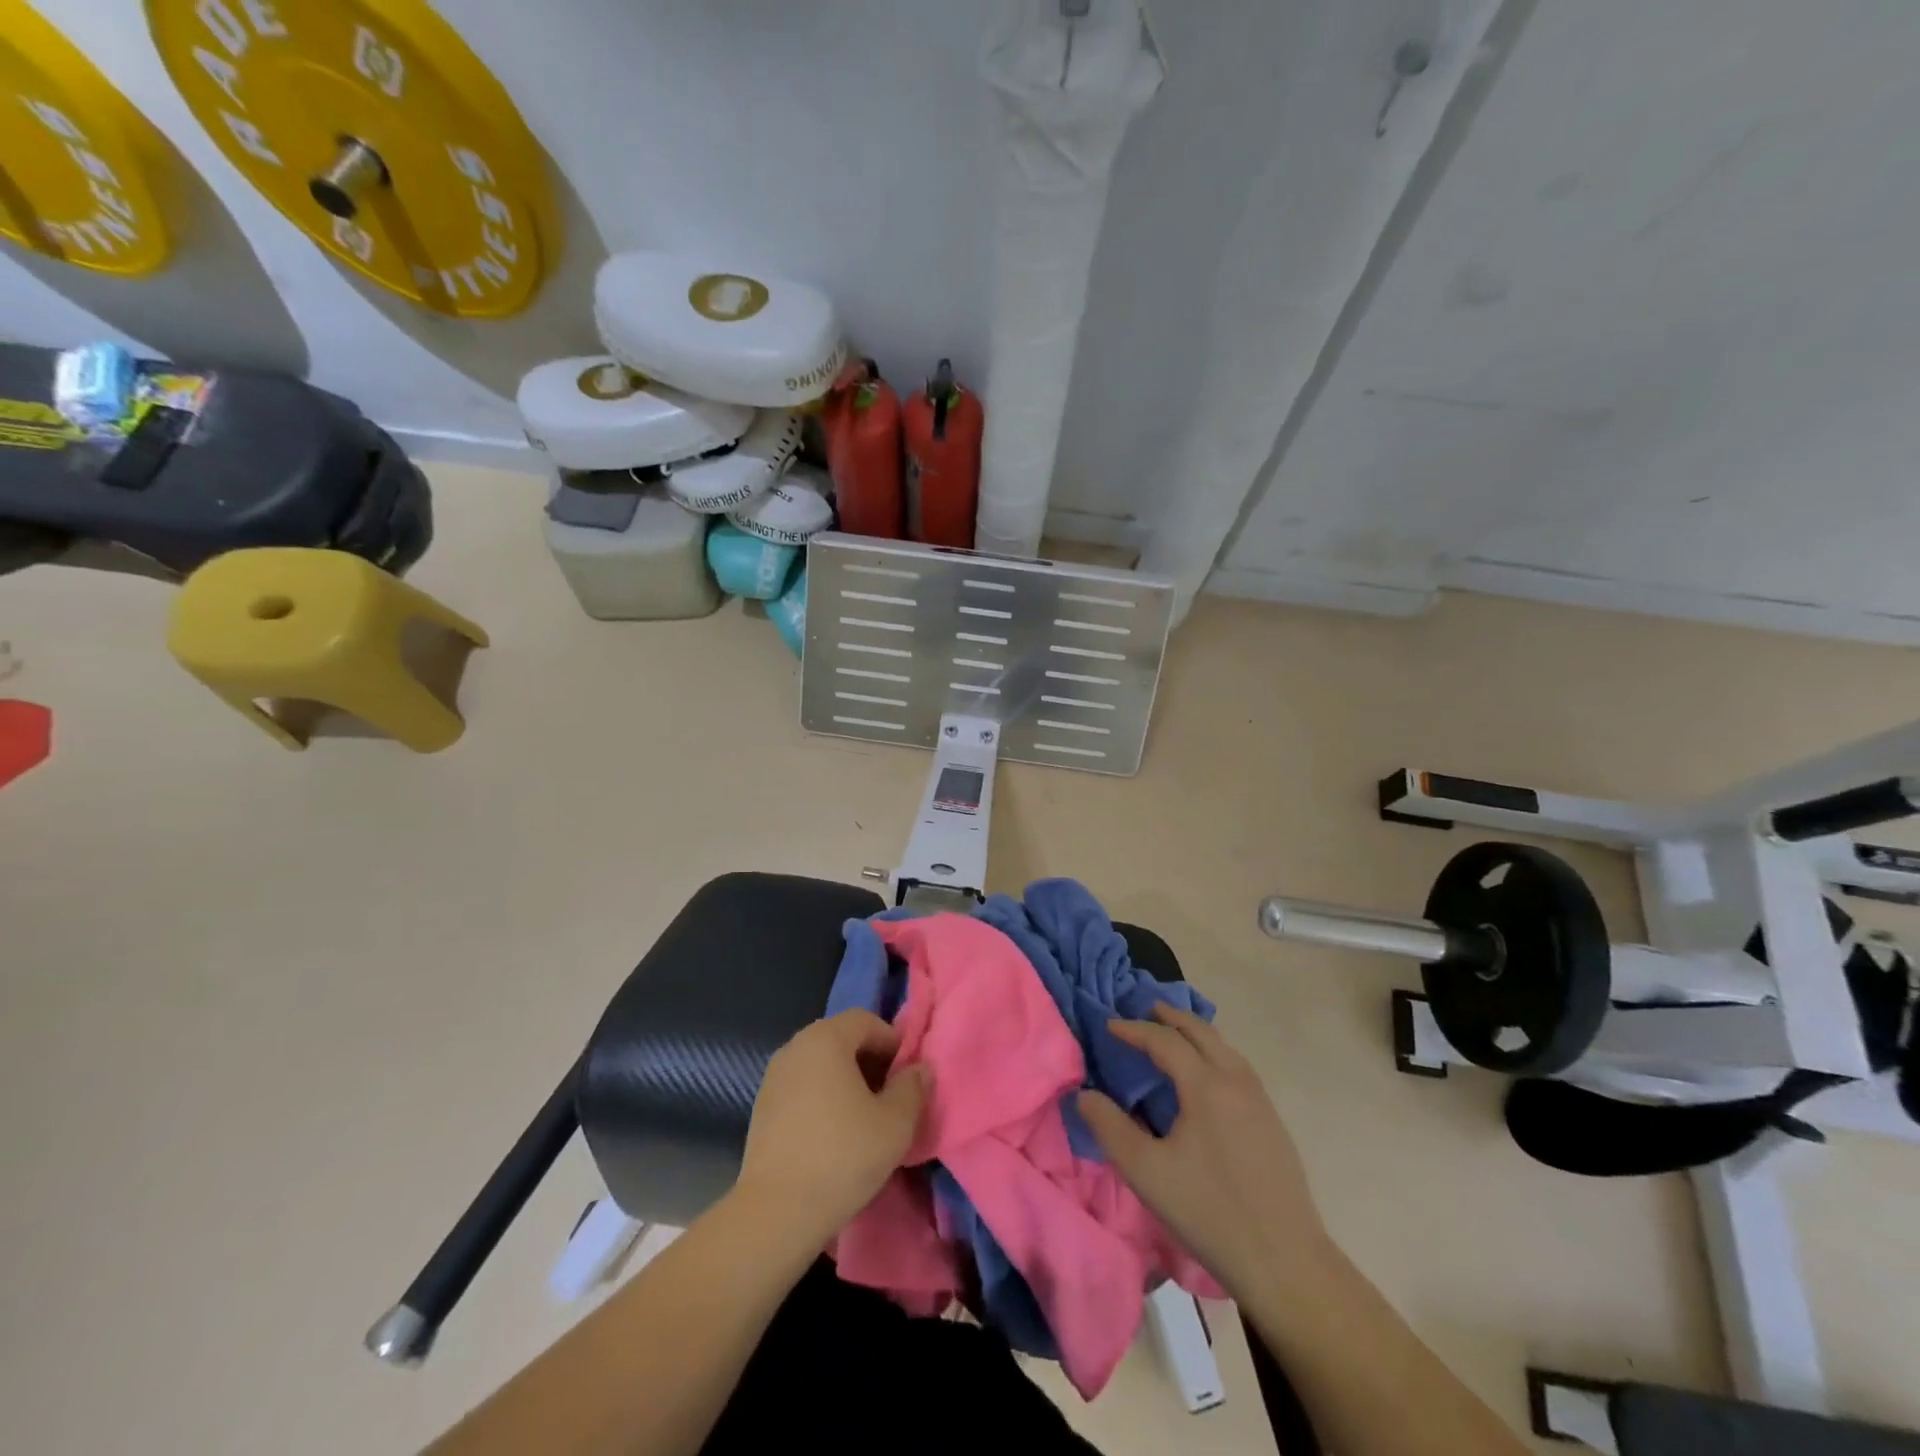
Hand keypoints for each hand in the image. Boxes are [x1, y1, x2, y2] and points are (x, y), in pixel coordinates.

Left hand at [736, 1010, 929, 1249]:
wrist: (776, 1213)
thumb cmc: (843, 1156)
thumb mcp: (896, 1123)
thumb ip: (913, 1087)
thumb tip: (919, 1069)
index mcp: (826, 1038)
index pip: (866, 1021)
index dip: (892, 1042)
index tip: (907, 1076)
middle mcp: (795, 1047)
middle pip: (841, 1038)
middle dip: (870, 1060)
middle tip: (890, 1096)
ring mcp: (774, 1076)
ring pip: (820, 1064)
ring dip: (846, 1080)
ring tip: (864, 1117)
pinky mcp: (762, 1106)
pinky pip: (802, 1086)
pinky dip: (822, 1097)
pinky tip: (834, 1133)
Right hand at [1078, 1004, 1330, 1299]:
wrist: (1286, 1263)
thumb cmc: (1209, 1212)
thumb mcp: (1146, 1172)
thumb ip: (1110, 1127)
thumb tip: (1085, 1094)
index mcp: (1206, 1086)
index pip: (1165, 1041)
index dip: (1134, 1029)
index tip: (1109, 1025)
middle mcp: (1236, 1081)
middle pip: (1202, 1032)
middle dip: (1171, 1017)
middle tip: (1146, 1009)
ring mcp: (1260, 1101)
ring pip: (1225, 1048)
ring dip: (1196, 1032)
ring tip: (1175, 1034)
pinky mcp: (1272, 1123)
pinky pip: (1238, 1067)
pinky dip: (1216, 1052)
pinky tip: (1208, 1075)